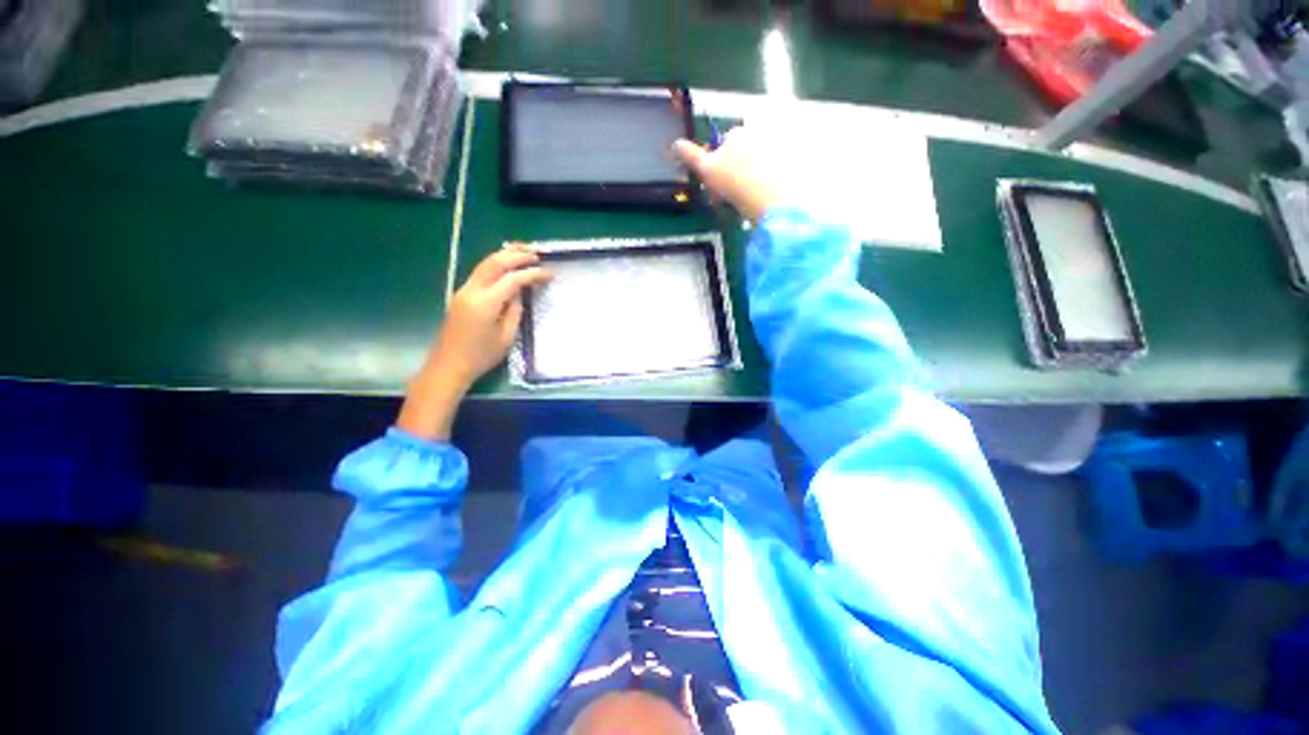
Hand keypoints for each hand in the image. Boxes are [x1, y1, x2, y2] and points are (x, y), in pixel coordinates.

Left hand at [397, 247, 551, 439]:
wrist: (448, 365)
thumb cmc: (481, 356)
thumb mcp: (506, 337)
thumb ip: (515, 311)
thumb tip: (518, 293)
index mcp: (486, 303)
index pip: (513, 279)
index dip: (533, 274)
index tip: (550, 274)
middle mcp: (472, 290)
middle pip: (495, 262)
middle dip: (517, 255)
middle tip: (537, 253)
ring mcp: (463, 290)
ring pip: (485, 264)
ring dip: (505, 255)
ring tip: (523, 252)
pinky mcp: (461, 295)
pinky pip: (480, 273)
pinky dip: (496, 265)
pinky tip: (507, 266)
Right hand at [674, 127, 782, 221]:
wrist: (768, 199)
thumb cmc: (733, 180)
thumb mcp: (706, 168)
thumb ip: (690, 155)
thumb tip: (676, 144)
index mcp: (737, 133)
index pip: (720, 145)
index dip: (713, 165)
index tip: (711, 183)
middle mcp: (757, 136)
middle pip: (737, 156)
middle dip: (728, 174)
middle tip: (722, 196)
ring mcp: (772, 152)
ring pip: (750, 168)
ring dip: (741, 182)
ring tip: (737, 202)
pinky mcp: (783, 169)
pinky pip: (765, 177)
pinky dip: (757, 187)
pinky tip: (752, 201)